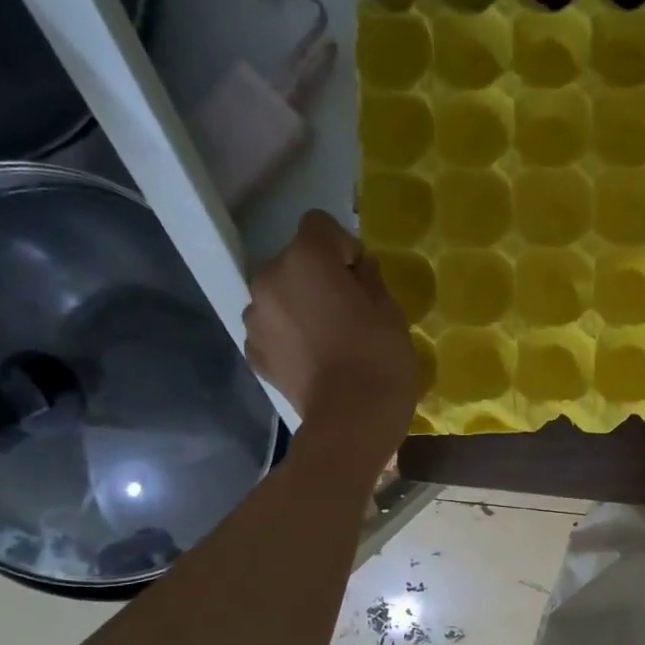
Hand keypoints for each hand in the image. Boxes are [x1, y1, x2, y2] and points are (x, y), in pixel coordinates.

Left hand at [244, 210, 420, 449]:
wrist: (351, 419)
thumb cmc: (379, 358)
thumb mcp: (391, 311)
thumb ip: (369, 279)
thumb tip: (357, 270)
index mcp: (307, 259)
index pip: (319, 225)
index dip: (344, 246)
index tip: (361, 278)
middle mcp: (270, 277)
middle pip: (295, 261)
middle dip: (318, 277)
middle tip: (348, 311)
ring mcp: (255, 315)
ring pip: (281, 294)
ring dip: (301, 305)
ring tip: (329, 339)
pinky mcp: (253, 349)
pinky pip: (273, 327)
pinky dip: (290, 335)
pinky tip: (314, 360)